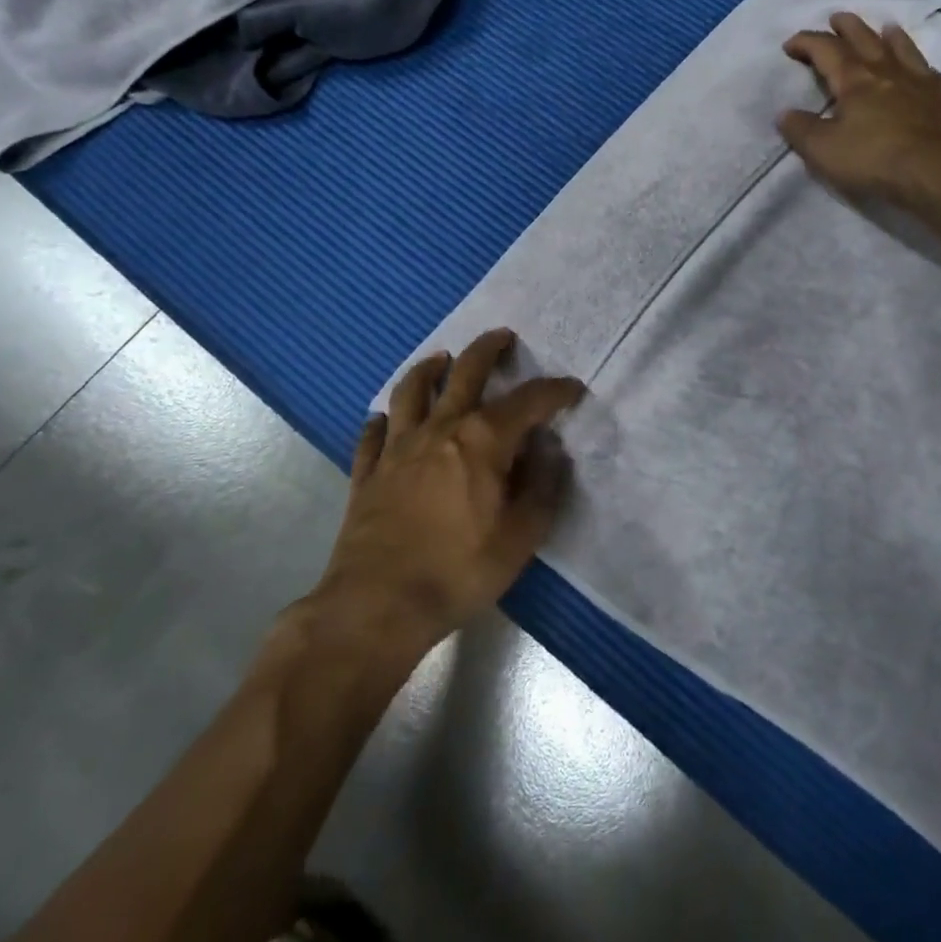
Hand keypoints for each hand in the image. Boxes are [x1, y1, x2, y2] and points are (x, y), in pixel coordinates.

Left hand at [313, 329, 583, 651]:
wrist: (378, 605)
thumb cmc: (459, 570)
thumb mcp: (521, 537)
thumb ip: (543, 488)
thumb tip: (551, 452)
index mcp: (483, 439)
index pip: (529, 401)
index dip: (556, 391)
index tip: (573, 389)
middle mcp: (440, 429)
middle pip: (465, 372)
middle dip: (488, 349)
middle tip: (502, 336)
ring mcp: (398, 447)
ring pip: (411, 391)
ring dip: (428, 369)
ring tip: (440, 359)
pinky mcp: (368, 472)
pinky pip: (372, 433)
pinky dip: (382, 420)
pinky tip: (385, 420)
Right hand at [778, 12, 940, 212]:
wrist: (940, 172)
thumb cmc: (875, 159)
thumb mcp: (824, 150)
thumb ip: (802, 130)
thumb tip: (785, 114)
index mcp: (855, 80)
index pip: (826, 50)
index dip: (806, 43)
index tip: (790, 45)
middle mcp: (888, 72)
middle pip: (866, 39)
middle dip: (848, 27)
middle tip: (837, 18)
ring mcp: (922, 84)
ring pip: (905, 50)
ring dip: (892, 37)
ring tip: (886, 28)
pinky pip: (936, 79)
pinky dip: (928, 72)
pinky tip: (929, 74)